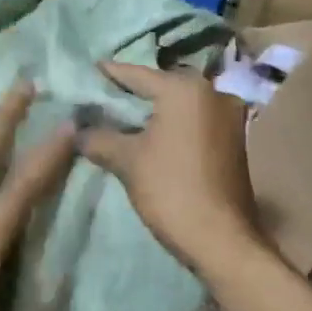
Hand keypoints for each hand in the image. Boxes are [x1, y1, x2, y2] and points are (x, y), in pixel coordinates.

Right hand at [78, 61, 261, 274]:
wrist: (221, 239)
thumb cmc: (171, 190)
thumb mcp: (127, 161)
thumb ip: (98, 137)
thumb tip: (78, 131)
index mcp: (185, 90)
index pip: (136, 74)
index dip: (108, 74)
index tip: (85, 71)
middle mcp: (212, 93)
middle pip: (159, 86)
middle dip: (129, 94)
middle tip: (98, 98)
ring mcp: (227, 116)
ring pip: (177, 105)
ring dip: (150, 111)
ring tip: (117, 118)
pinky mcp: (232, 138)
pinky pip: (192, 121)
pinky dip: (169, 124)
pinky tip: (147, 136)